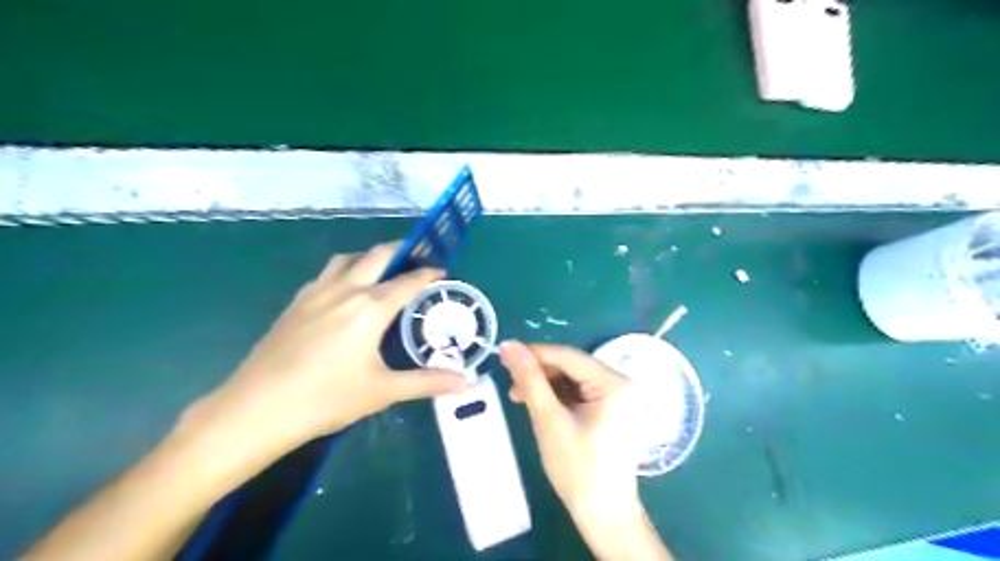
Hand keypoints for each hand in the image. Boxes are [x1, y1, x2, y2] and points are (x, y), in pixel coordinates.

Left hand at [183, 243, 470, 456]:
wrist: (256, 410)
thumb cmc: (326, 398)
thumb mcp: (383, 391)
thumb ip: (427, 382)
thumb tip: (467, 383)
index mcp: (370, 307)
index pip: (408, 281)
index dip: (428, 274)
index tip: (442, 273)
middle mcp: (345, 290)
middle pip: (377, 256)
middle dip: (401, 251)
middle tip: (417, 260)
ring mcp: (316, 293)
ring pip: (347, 259)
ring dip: (369, 258)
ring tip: (382, 272)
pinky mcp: (295, 303)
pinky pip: (326, 274)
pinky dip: (344, 271)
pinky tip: (344, 292)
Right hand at [501, 341, 671, 560]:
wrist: (604, 515)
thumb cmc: (577, 470)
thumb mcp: (549, 420)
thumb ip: (529, 379)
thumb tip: (509, 346)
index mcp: (614, 383)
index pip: (568, 355)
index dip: (534, 353)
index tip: (503, 354)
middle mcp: (621, 383)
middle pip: (572, 366)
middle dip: (539, 372)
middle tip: (510, 383)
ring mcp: (619, 396)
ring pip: (574, 378)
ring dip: (546, 384)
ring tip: (519, 397)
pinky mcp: (613, 409)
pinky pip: (581, 391)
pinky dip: (558, 396)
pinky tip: (539, 405)